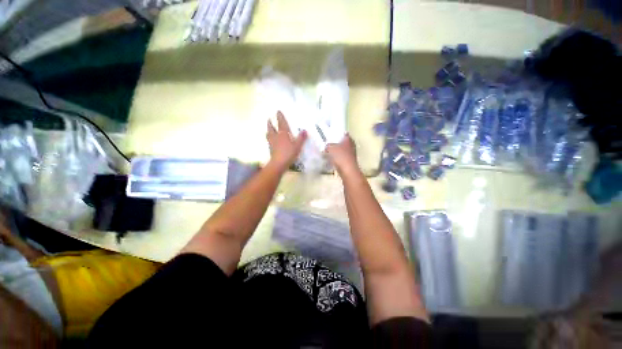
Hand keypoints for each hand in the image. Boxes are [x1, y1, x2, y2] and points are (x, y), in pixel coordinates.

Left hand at [267, 111, 306, 168]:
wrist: (279, 163)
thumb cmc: (289, 153)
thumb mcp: (297, 146)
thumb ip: (301, 138)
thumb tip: (305, 130)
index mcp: (283, 134)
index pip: (281, 123)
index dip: (280, 117)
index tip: (278, 111)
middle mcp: (276, 136)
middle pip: (272, 128)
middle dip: (270, 123)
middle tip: (269, 119)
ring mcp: (272, 143)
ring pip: (269, 134)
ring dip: (268, 130)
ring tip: (268, 130)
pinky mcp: (270, 149)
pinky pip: (269, 141)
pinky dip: (269, 139)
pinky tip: (270, 141)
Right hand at [325, 134, 359, 176]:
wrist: (347, 170)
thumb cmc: (340, 156)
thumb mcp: (330, 148)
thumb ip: (327, 146)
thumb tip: (326, 146)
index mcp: (348, 139)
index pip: (343, 134)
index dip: (337, 134)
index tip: (331, 136)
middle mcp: (351, 145)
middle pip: (343, 143)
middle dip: (336, 144)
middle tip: (328, 145)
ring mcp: (352, 154)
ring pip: (342, 151)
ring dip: (336, 152)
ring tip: (328, 153)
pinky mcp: (349, 162)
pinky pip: (342, 158)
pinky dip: (337, 159)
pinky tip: (331, 161)